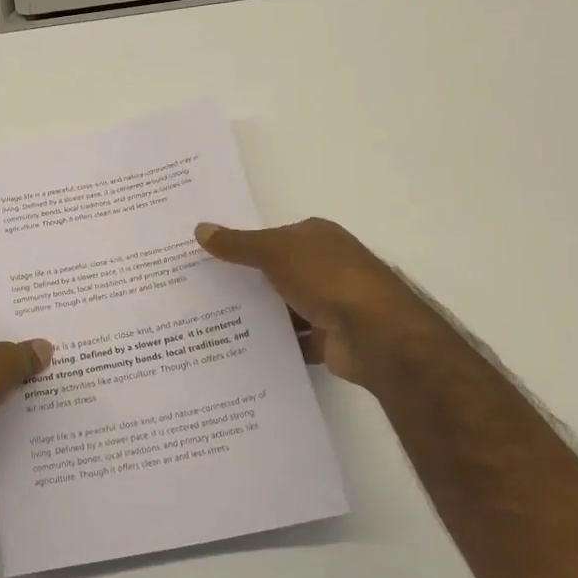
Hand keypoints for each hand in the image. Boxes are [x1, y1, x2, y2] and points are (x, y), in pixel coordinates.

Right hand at [195, 218, 440, 388]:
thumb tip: (200, 229)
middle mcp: (328, 266)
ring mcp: (333, 303)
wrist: (377, 334)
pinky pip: (296, 340)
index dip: (244, 245)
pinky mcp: (333, 339)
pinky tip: (244, 348)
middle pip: (279, 272)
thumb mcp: (275, 252)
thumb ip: (238, 243)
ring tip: (215, 322)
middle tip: (203, 291)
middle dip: (248, 281)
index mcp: (319, 237)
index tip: (210, 257)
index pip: (275, 236)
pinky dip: (277, 344)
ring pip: (286, 307)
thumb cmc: (328, 278)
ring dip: (262, 315)